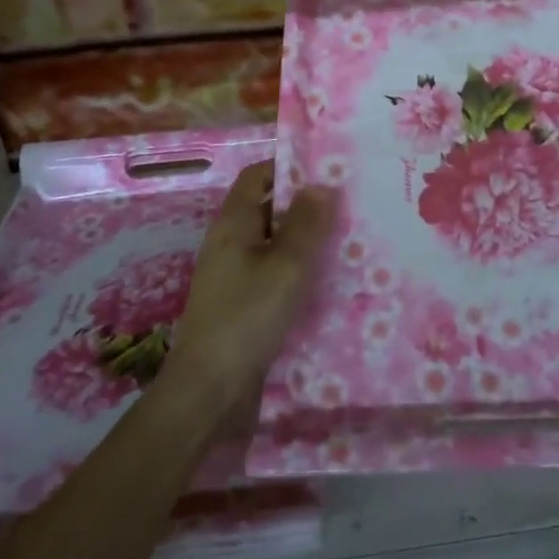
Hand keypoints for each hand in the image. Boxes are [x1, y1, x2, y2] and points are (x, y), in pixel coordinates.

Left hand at [168, 162, 337, 410]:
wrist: (209, 391)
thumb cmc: (247, 318)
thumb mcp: (285, 266)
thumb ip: (306, 224)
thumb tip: (321, 184)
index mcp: (233, 224)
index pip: (256, 176)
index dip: (287, 167)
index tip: (326, 170)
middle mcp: (230, 244)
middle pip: (267, 209)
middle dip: (304, 205)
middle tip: (348, 205)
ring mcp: (234, 276)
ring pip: (274, 245)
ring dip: (305, 241)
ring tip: (348, 240)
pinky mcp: (242, 306)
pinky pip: (273, 275)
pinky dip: (298, 272)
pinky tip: (327, 283)